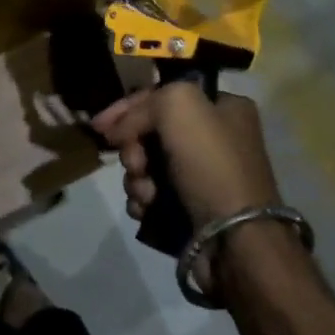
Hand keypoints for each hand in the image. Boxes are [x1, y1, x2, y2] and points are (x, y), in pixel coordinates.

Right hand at [93, 84, 279, 229]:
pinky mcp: (192, 209)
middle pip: (151, 132)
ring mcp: (203, 176)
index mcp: (223, 107)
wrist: (235, 239)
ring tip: (147, 194)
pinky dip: (144, 202)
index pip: (162, 95)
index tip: (99, 126)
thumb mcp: (178, 106)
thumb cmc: (211, 164)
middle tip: (136, 163)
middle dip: (133, 149)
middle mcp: (215, 138)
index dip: (127, 108)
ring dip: (137, 179)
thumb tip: (118, 131)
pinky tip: (148, 209)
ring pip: (147, 166)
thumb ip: (142, 106)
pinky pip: (153, 196)